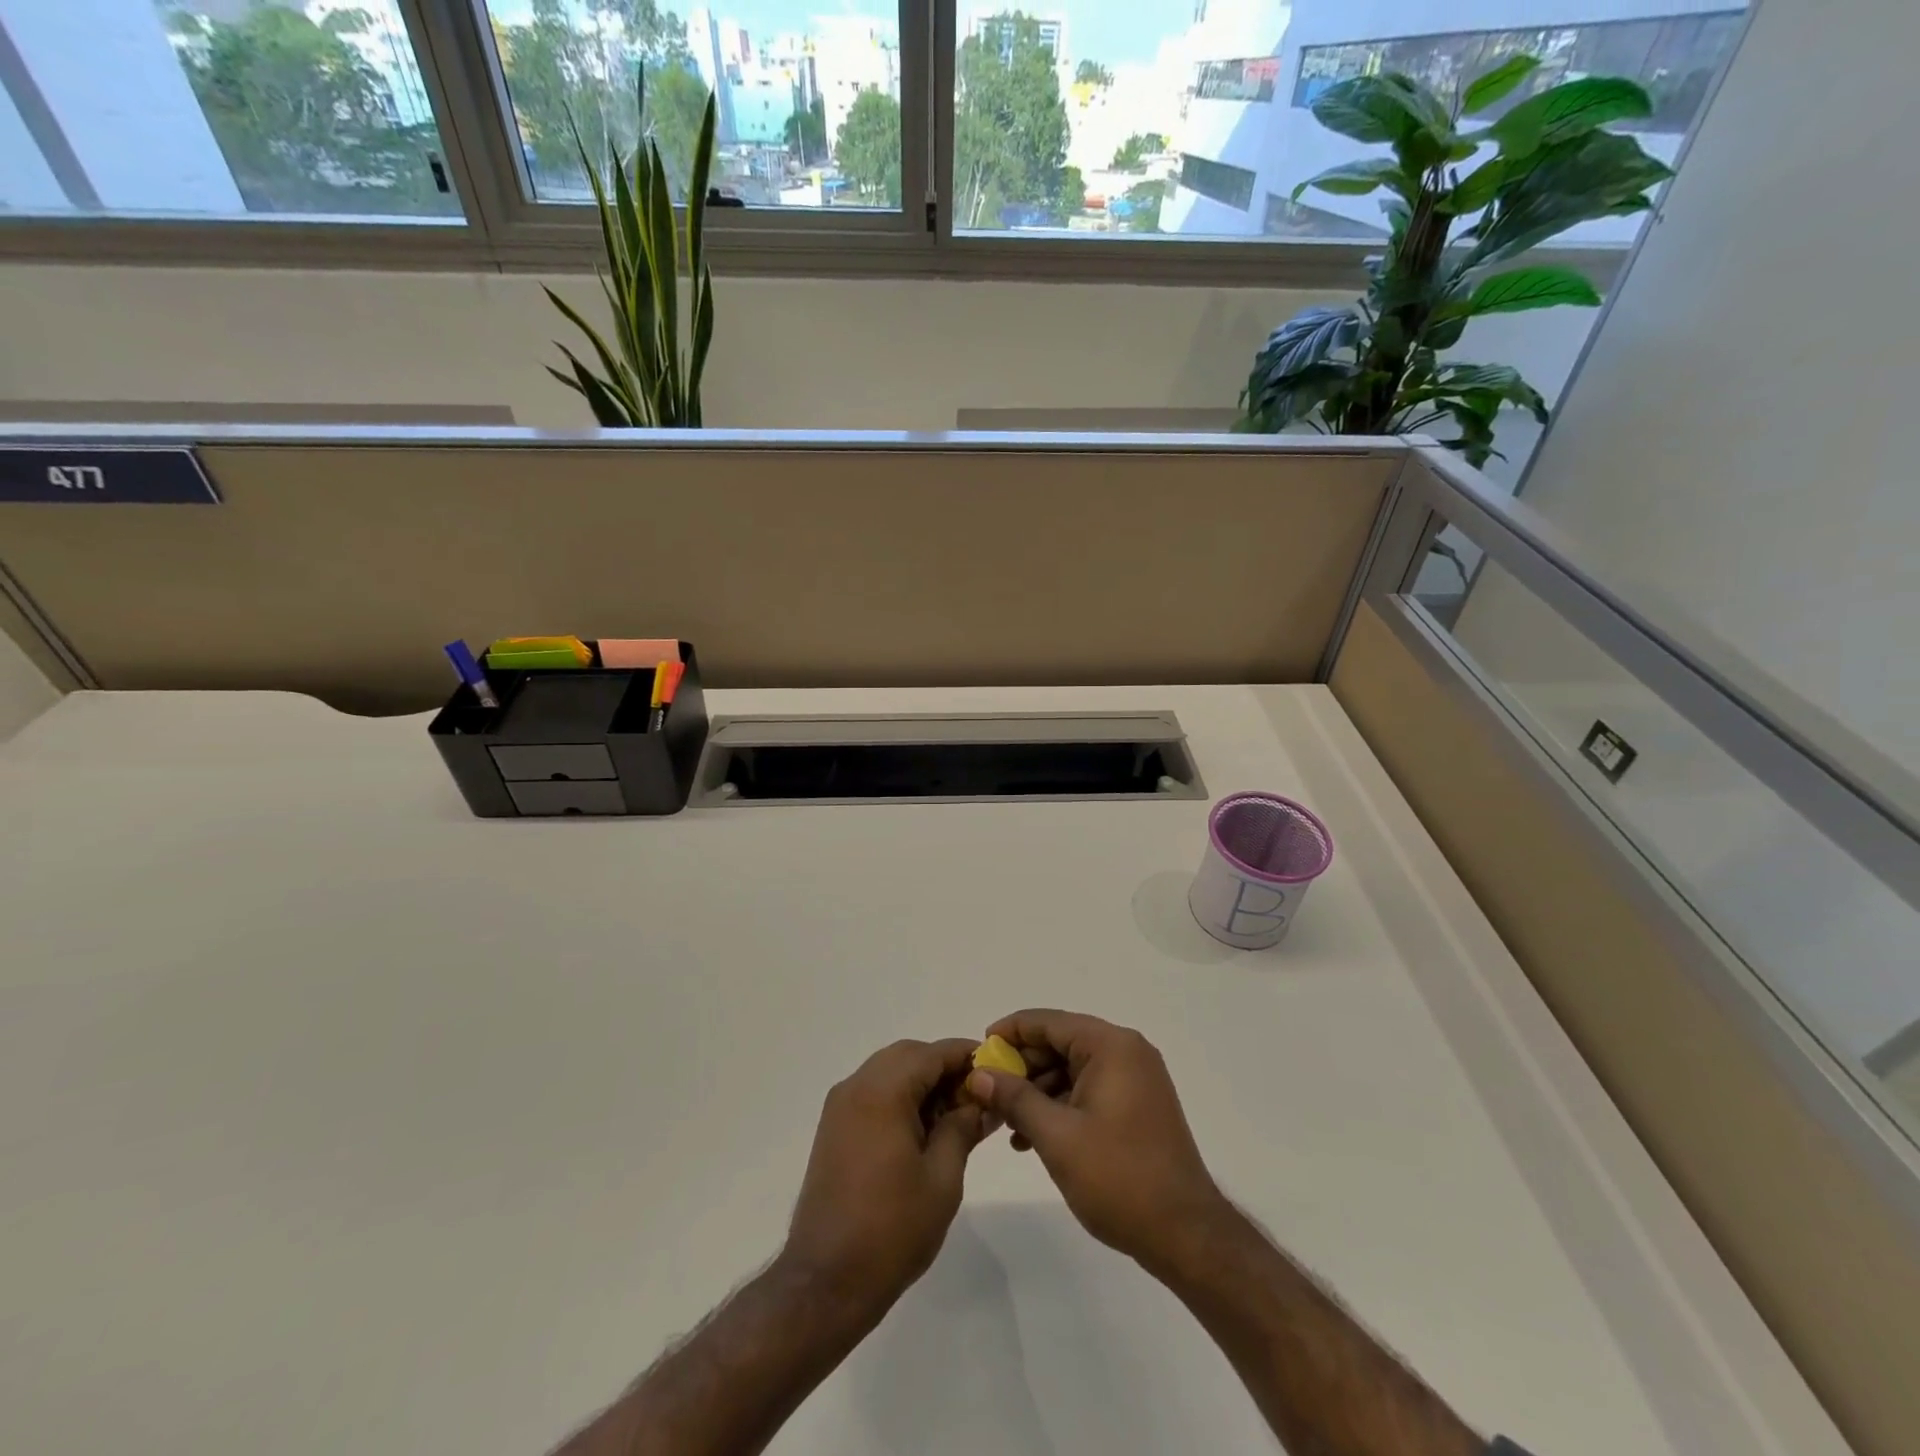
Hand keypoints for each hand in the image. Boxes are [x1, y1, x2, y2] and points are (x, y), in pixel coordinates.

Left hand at [784, 1038, 988, 1313]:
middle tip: (976, 1098)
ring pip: (889, 1071)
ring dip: (922, 1082)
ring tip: (954, 1118)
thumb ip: (963, 1127)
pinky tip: (923, 1132)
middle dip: (944, 1068)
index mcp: (882, 1091)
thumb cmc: (892, 1229)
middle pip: (909, 1055)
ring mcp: (840, 1107)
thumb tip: (982, 1101)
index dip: (967, 1056)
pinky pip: (873, 1093)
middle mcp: (856, 1086)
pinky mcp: (834, 1128)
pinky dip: (900, 1098)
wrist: (826, 1282)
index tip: (997, 1070)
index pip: (932, 1052)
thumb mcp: (942, 1177)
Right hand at [967, 1010, 1229, 1275]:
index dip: (1010, 1032)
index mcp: (1111, 1046)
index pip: (1049, 1022)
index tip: (979, 1051)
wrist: (1185, 1235)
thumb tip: (978, 1074)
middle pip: (1060, 1043)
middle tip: (986, 1092)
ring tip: (1004, 1123)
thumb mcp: (1056, 1137)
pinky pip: (1088, 1090)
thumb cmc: (1118, 1178)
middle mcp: (1126, 1052)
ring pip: (1072, 1069)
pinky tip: (1032, 1136)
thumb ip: (1014, 1098)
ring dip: (1037, 1091)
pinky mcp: (1137, 1105)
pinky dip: (1060, 1106)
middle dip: (1022, 1067)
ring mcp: (1136, 1079)